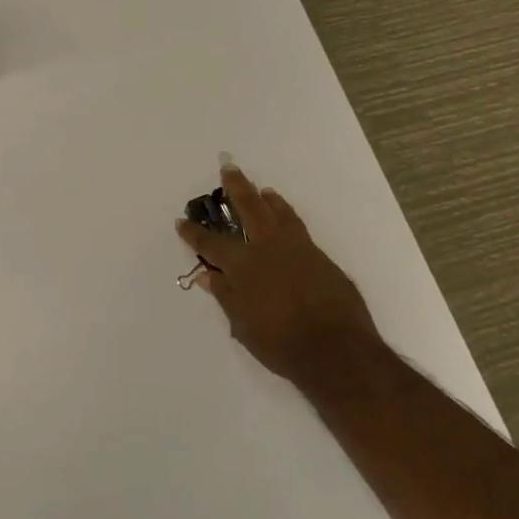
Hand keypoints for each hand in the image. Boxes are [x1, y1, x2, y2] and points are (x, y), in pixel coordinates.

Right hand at [176, 165, 385, 393]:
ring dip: (267, 198)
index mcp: (244, 265)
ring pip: (280, 213)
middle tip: (228, 168)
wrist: (337, 350)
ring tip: (262, 190)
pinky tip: (285, 220)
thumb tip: (207, 274)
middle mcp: (269, 247)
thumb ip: (225, 294)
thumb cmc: (281, 343)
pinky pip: (298, 227)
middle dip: (236, 187)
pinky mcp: (320, 257)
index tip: (182, 221)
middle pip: (250, 207)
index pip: (212, 244)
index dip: (194, 233)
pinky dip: (287, 217)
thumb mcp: (243, 324)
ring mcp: (298, 248)